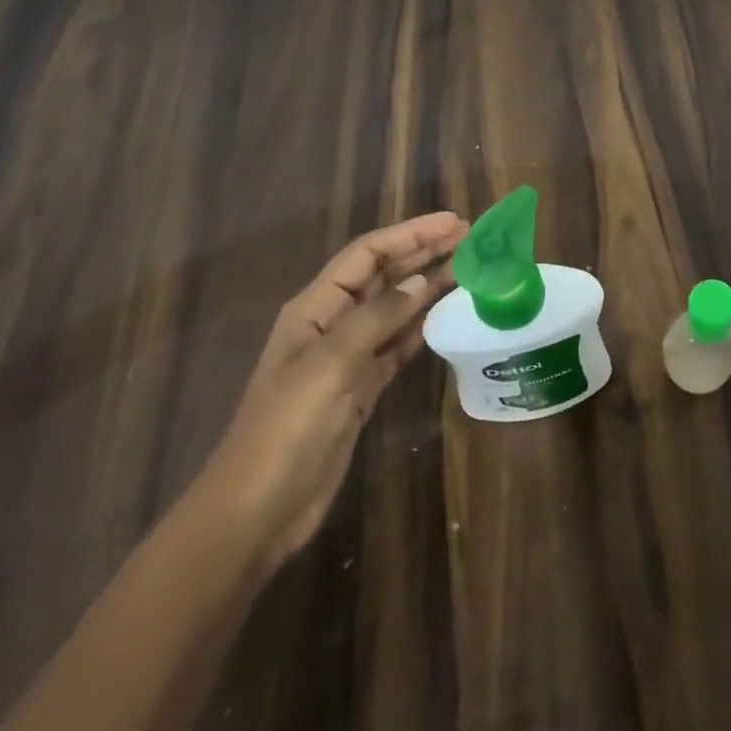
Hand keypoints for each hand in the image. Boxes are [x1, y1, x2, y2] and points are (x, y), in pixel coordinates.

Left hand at [191, 212, 468, 572]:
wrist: (260, 508)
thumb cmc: (286, 428)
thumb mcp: (330, 365)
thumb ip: (376, 318)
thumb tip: (420, 281)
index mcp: (315, 308)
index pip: (367, 254)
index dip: (410, 233)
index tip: (454, 222)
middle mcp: (333, 323)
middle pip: (384, 275)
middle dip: (423, 251)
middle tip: (471, 238)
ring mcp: (348, 356)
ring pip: (396, 307)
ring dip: (429, 285)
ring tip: (469, 269)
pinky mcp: (362, 386)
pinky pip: (399, 343)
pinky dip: (424, 325)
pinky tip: (449, 314)